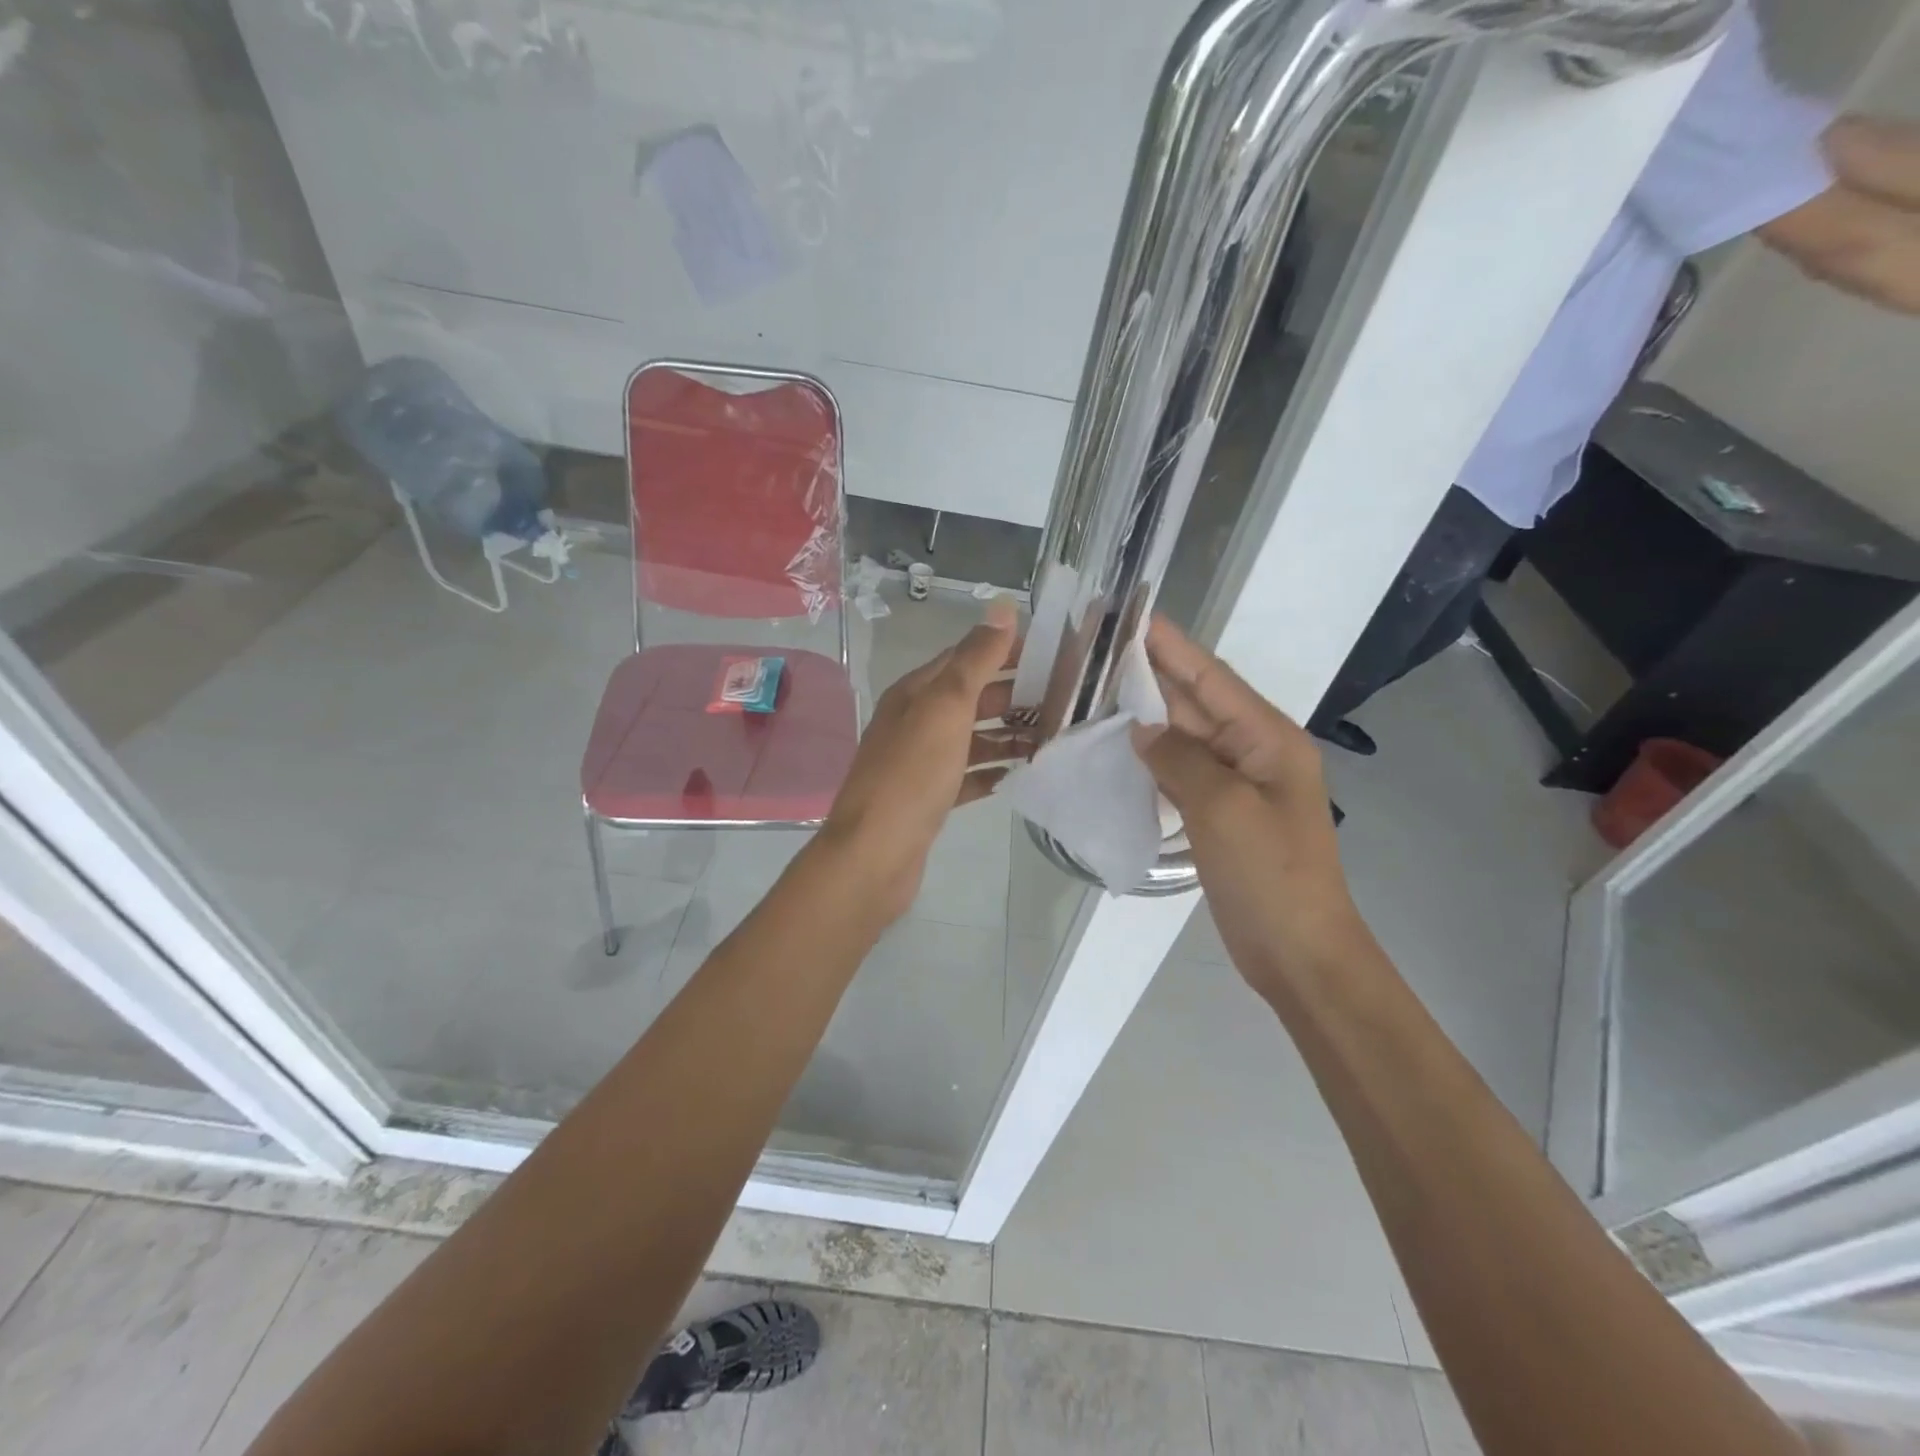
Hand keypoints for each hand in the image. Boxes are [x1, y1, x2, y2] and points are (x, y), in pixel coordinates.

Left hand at [816, 596, 1024, 920]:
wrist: (875, 854)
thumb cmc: (912, 774)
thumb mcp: (946, 706)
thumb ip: (975, 659)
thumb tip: (1003, 608)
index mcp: (916, 693)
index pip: (966, 657)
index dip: (1006, 651)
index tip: (1053, 654)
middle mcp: (915, 721)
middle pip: (971, 698)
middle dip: (1013, 696)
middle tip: (1064, 700)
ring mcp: (920, 762)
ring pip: (971, 738)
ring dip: (1007, 736)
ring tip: (1050, 739)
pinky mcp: (928, 799)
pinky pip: (966, 776)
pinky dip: (990, 773)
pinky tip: (1017, 776)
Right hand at [1130, 615, 1368, 991]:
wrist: (1299, 953)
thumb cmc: (1270, 875)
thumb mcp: (1223, 808)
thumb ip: (1180, 758)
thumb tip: (1142, 728)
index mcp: (1267, 738)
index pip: (1210, 677)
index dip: (1170, 645)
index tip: (1130, 616)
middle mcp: (1253, 751)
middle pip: (1195, 702)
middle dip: (1148, 675)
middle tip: (1096, 651)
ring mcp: (1236, 785)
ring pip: (1184, 737)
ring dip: (1145, 715)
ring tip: (1094, 692)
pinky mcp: (1220, 814)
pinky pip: (1180, 773)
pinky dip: (1150, 758)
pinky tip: (1117, 749)